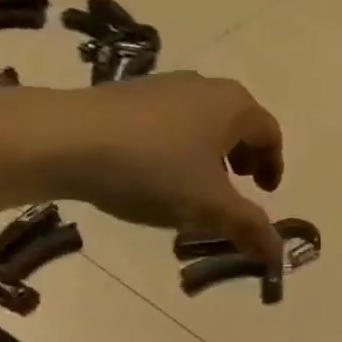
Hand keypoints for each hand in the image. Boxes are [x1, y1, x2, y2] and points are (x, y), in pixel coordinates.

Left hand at [63, 73, 284, 265]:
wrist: (64, 139)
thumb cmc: (152, 168)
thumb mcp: (209, 207)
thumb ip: (248, 228)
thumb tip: (278, 255)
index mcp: (235, 106)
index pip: (270, 134)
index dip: (273, 166)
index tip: (263, 194)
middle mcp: (205, 87)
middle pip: (238, 124)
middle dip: (242, 158)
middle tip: (235, 187)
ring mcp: (164, 85)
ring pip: (202, 121)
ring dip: (208, 153)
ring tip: (192, 185)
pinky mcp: (129, 93)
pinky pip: (169, 120)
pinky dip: (177, 146)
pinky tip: (152, 173)